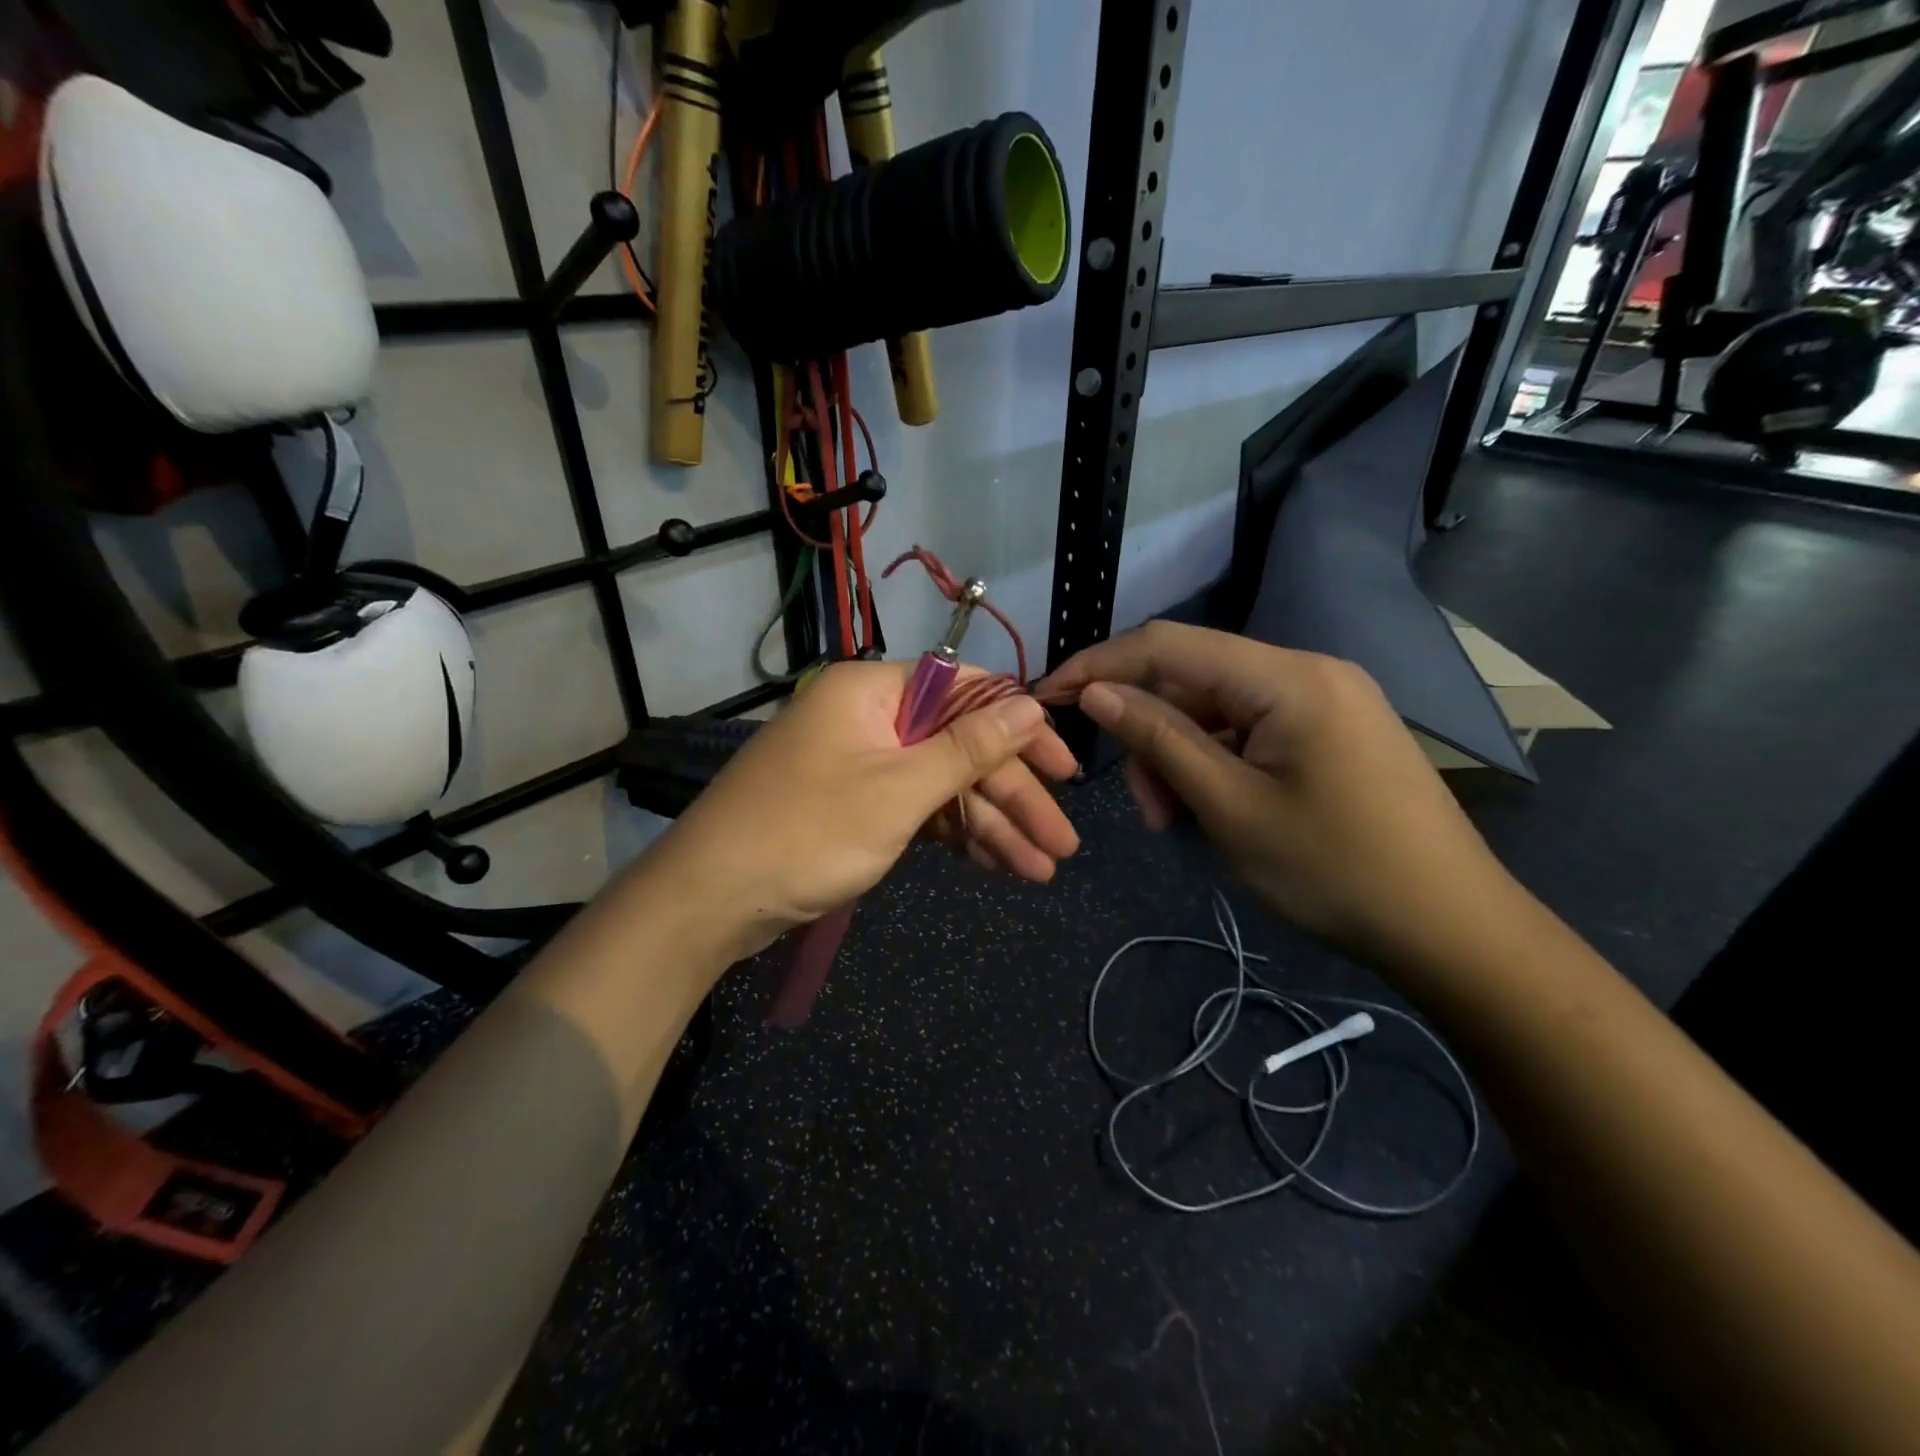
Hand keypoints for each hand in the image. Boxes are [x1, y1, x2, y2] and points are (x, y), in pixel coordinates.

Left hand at [648, 660, 1078, 957]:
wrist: (711, 901)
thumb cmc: (807, 833)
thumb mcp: (898, 791)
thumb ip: (968, 747)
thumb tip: (1031, 704)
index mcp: (873, 690)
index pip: (967, 692)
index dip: (1021, 730)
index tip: (1065, 769)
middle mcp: (869, 718)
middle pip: (959, 747)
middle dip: (1013, 797)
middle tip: (1063, 844)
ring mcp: (861, 764)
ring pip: (942, 785)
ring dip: (991, 825)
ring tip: (1041, 871)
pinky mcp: (855, 804)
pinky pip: (917, 810)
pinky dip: (954, 836)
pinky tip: (998, 866)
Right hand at [1038, 622, 1525, 973]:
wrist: (1453, 928)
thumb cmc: (1336, 870)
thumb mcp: (1230, 807)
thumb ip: (1159, 739)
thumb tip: (1096, 692)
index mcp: (1287, 677)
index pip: (1168, 645)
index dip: (1100, 664)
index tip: (1048, 695)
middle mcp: (1307, 671)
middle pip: (1194, 680)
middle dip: (1151, 734)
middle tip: (1145, 808)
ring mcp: (1325, 700)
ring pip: (1219, 709)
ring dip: (1182, 756)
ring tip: (1177, 821)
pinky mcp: (1332, 730)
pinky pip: (1251, 729)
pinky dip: (1217, 763)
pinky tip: (1212, 809)